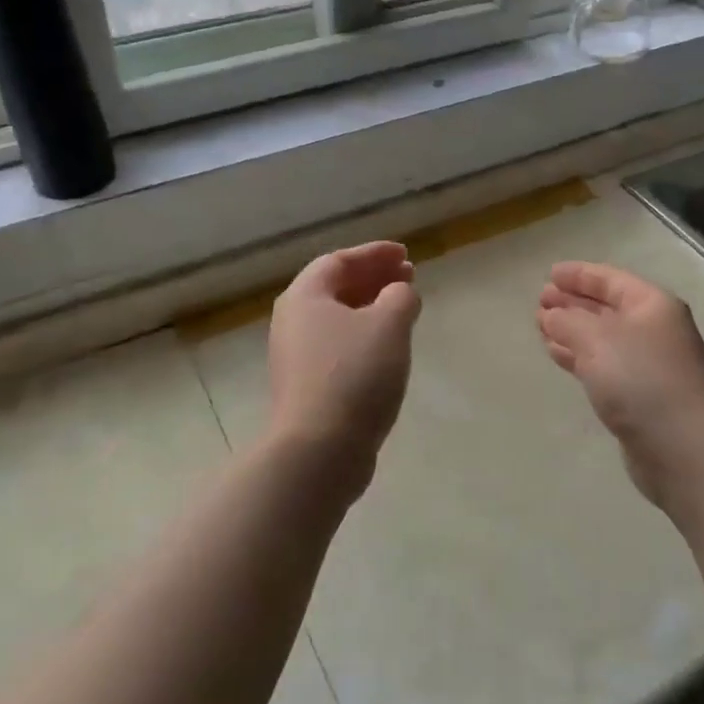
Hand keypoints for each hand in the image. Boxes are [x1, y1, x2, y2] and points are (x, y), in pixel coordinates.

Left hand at [268, 242, 422, 488]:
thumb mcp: (389, 324)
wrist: (319, 450)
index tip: (406, 254)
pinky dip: (364, 334)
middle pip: (336, 288)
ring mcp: (297, 356)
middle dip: (374, 278)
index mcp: (305, 296)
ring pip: (338, 318)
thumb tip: (400, 293)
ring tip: (404, 308)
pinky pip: (338, 345)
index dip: (375, 254)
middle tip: (409, 276)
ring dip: (371, 306)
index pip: (339, 260)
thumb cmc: (354, 374)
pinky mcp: (307, 385)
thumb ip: (400, 296)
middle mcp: (293, 321)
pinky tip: (388, 347)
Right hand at [537, 262, 703, 511]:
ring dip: (572, 331)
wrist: (684, 450)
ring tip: (541, 328)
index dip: (579, 275)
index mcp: (652, 305)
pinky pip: (604, 364)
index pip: (610, 279)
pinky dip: (580, 357)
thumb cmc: (642, 380)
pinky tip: (558, 357)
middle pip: (607, 307)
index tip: (549, 274)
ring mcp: (649, 364)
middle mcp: (654, 329)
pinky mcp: (641, 396)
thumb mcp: (597, 340)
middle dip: (573, 302)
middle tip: (539, 302)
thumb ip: (568, 321)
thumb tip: (551, 314)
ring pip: (603, 338)